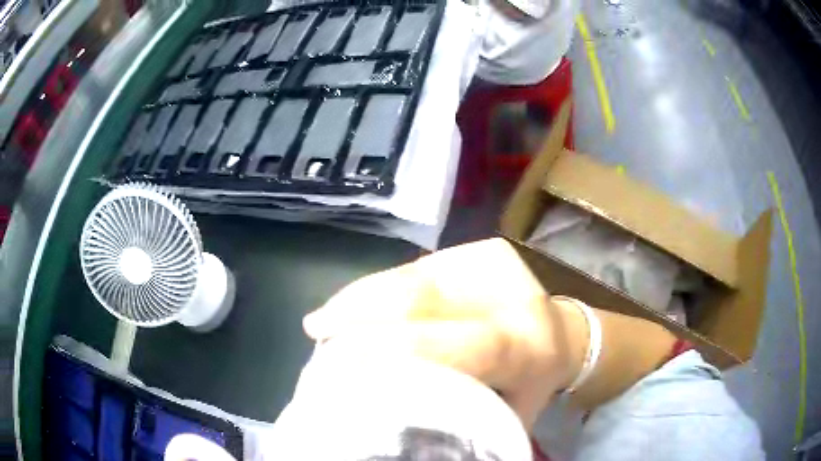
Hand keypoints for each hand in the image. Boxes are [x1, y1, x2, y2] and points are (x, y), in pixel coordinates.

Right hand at [303, 238, 587, 428]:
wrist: (564, 334)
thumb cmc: (532, 387)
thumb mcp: (505, 417)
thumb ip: (459, 418)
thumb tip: (392, 420)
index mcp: (528, 348)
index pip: (468, 344)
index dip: (403, 348)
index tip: (342, 362)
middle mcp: (515, 296)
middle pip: (424, 297)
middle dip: (361, 315)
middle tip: (318, 335)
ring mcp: (496, 264)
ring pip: (412, 276)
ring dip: (360, 299)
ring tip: (324, 322)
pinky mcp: (481, 249)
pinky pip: (416, 267)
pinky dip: (378, 287)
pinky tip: (352, 304)